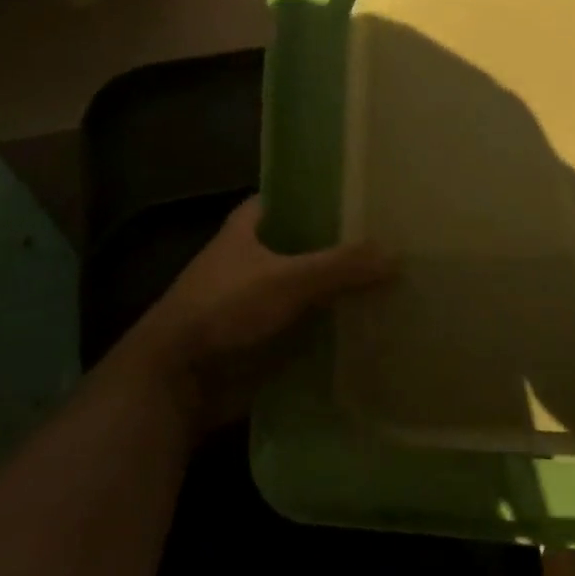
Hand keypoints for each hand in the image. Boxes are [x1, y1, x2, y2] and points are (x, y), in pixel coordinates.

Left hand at [110, 197, 391, 432]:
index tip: (363, 194)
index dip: (321, 194)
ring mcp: (260, 302)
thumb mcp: (287, 279)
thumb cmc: (224, 310)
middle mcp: (254, 260)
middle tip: (394, 240)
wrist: (178, 381)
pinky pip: (310, 326)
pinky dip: (335, 327)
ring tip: (396, 282)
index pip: (289, 197)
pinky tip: (374, 325)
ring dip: (342, 290)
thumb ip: (341, 265)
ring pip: (311, 288)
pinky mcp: (268, 339)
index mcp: (247, 229)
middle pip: (307, 245)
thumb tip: (397, 255)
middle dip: (343, 246)